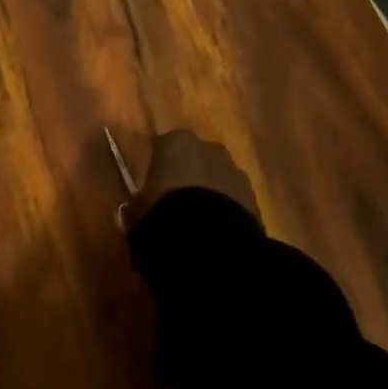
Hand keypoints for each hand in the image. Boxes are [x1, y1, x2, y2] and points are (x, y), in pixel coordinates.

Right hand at [122, 129, 260, 231]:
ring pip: (218, 179)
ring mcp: (235, 172)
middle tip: (177, 206)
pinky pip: (235, 202)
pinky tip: (217, 237)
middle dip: (189, 177)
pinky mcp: (256, 200)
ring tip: (200, 227)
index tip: (153, 190)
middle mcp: (208, 148)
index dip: (159, 169)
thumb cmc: (164, 216)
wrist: (212, 247)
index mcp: (175, 142)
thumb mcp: (137, 215)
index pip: (163, 147)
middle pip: (196, 159)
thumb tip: (131, 210)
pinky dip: (227, 214)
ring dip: (211, 195)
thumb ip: (136, 208)